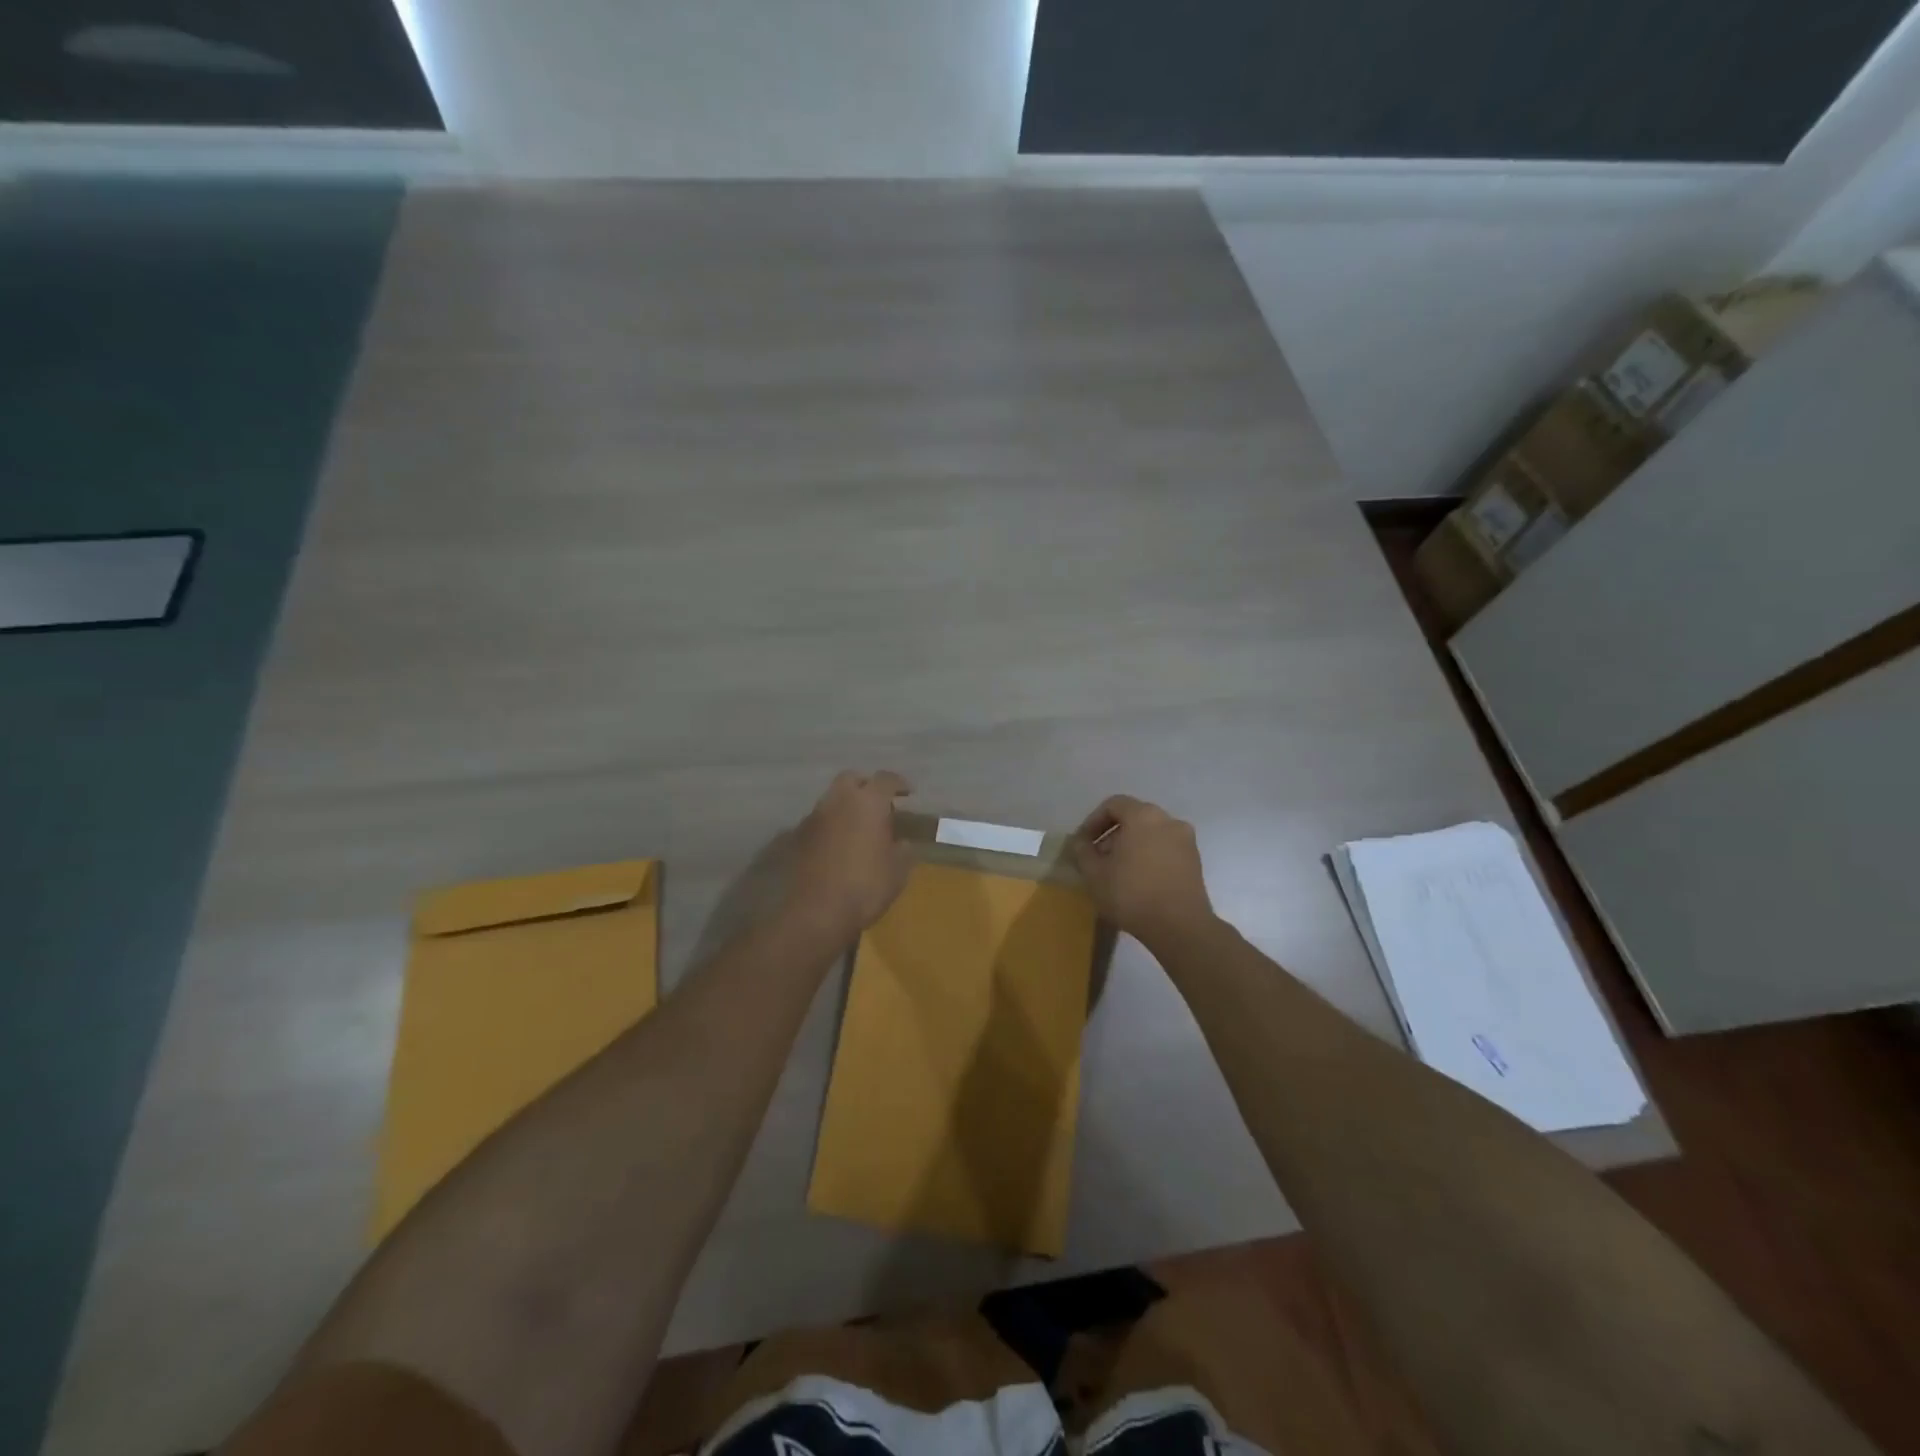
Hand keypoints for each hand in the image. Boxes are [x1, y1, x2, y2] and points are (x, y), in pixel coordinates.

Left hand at [784, 770, 913, 940]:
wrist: (815, 912)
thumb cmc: (865, 887)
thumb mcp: (898, 872)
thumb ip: (903, 851)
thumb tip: (903, 843)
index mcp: (867, 802)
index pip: (885, 779)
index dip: (899, 783)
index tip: (908, 792)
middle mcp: (838, 801)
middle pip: (851, 779)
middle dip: (866, 786)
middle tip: (879, 803)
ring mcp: (813, 818)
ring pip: (832, 799)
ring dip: (845, 806)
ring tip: (858, 827)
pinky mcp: (797, 838)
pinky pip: (819, 822)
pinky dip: (831, 826)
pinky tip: (839, 846)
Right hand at [1071, 794, 1214, 945]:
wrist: (1180, 926)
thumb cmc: (1131, 893)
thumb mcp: (1094, 873)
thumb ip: (1082, 851)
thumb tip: (1080, 842)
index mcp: (1143, 815)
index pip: (1113, 804)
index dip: (1093, 821)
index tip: (1083, 844)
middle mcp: (1168, 820)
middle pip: (1134, 817)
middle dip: (1112, 834)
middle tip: (1098, 858)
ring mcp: (1186, 840)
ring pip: (1151, 834)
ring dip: (1132, 846)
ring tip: (1118, 872)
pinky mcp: (1195, 861)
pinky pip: (1166, 849)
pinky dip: (1150, 857)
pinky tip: (1139, 881)